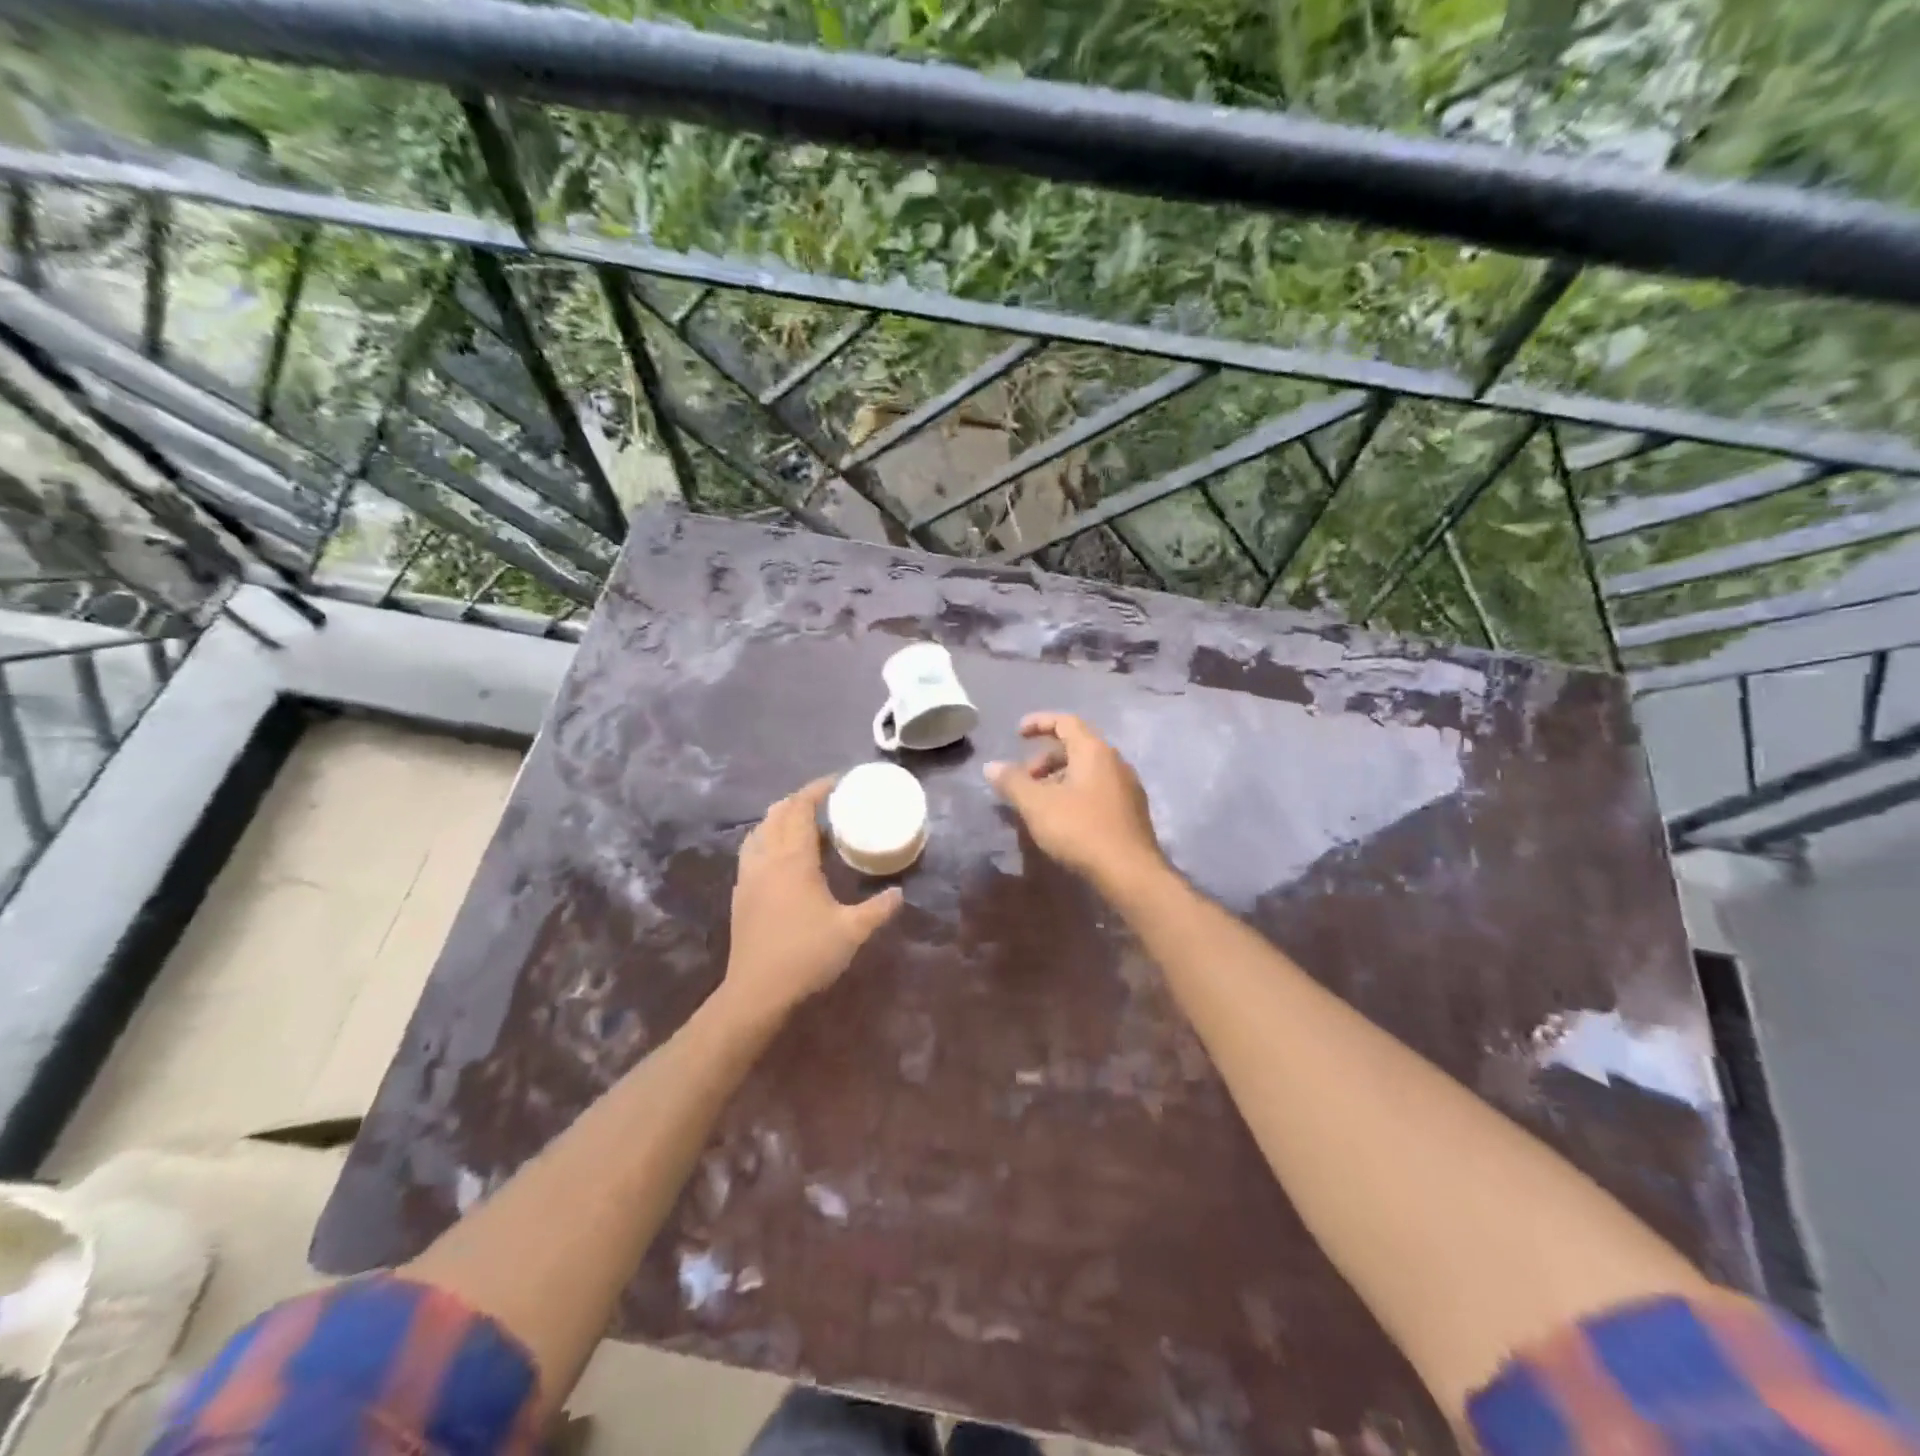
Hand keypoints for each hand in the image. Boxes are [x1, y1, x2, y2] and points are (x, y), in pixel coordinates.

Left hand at [725, 776, 903, 1016]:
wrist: (757, 991)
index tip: (836, 782)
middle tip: (825, 801)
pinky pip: (752, 851)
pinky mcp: (740, 894)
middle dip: (799, 800)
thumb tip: (899, 893)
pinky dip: (767, 839)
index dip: (816, 790)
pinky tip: (781, 856)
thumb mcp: (852, 931)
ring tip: (802, 823)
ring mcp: (749, 876)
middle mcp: (767, 859)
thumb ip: (878, 909)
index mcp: (793, 860)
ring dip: (780, 818)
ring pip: (760, 831)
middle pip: (777, 814)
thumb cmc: (806, 955)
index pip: (800, 810)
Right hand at [985, 713, 1167, 894]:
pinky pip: (1097, 790)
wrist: (1130, 873)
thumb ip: (1012, 782)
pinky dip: (1074, 793)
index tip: (1017, 734)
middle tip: (1024, 779)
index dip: (1039, 723)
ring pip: (1087, 771)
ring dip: (1059, 779)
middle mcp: (1115, 761)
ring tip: (1038, 803)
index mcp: (1094, 751)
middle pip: (1076, 747)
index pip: (1065, 722)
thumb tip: (991, 766)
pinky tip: (1062, 819)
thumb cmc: (1081, 829)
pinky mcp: (1131, 811)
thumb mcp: (1037, 804)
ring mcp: (1127, 787)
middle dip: (1045, 759)